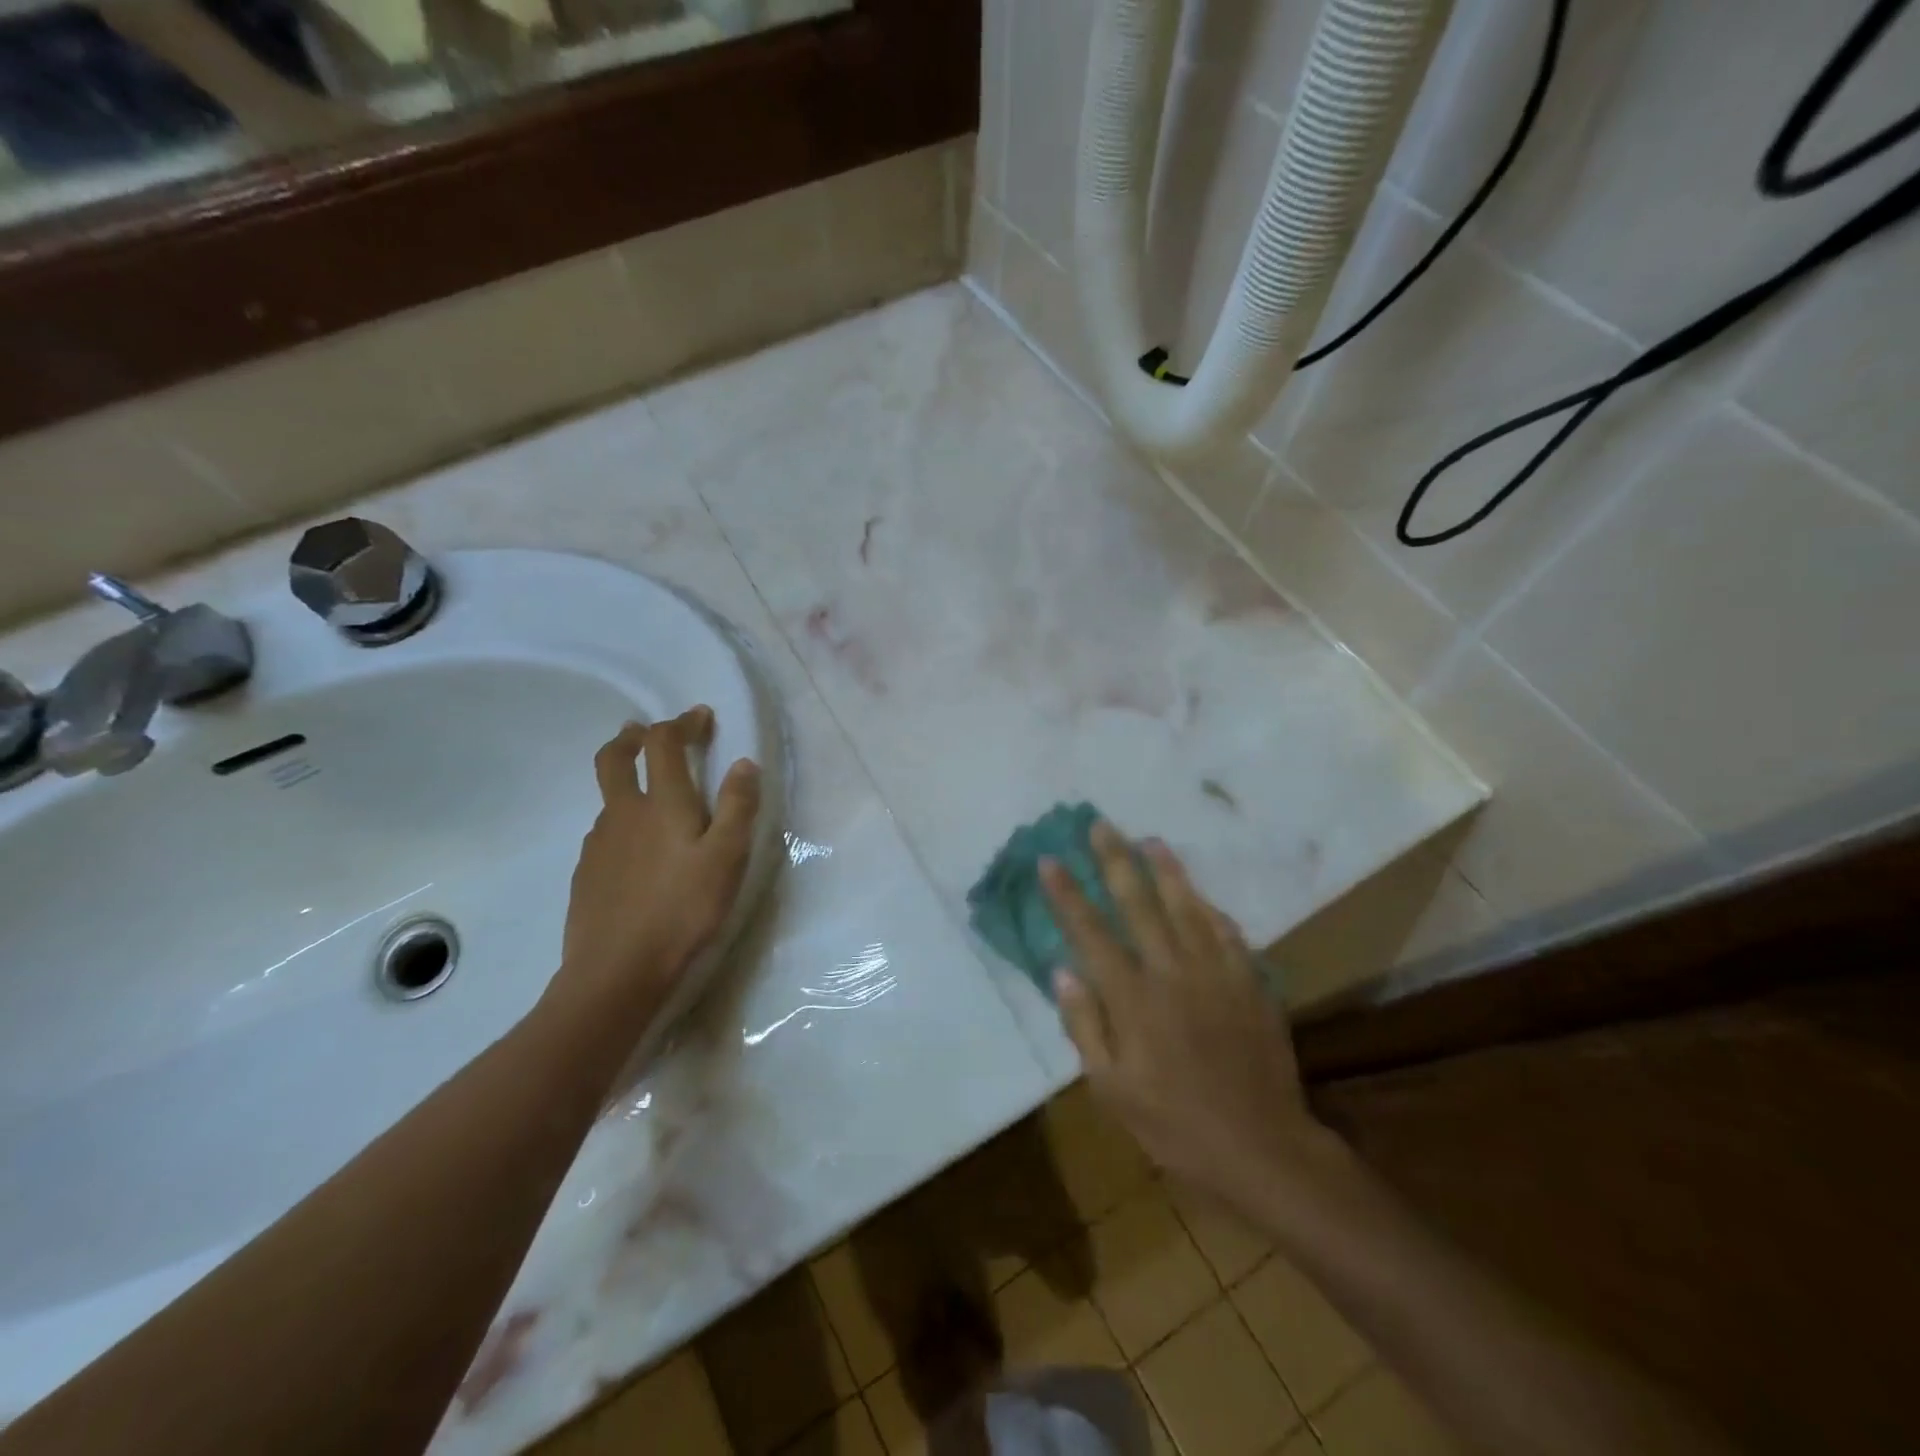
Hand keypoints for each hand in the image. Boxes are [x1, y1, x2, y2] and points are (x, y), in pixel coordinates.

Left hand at [550, 707, 760, 1026]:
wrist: (616, 973)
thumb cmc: (682, 911)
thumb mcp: (727, 859)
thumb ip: (739, 807)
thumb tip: (744, 763)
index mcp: (661, 804)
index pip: (664, 743)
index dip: (682, 723)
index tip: (701, 717)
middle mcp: (622, 814)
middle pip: (614, 758)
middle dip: (633, 737)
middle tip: (646, 732)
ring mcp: (598, 845)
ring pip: (609, 799)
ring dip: (628, 783)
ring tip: (652, 799)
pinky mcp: (586, 875)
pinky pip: (605, 834)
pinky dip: (622, 824)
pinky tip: (638, 852)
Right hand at [1041, 823, 1335, 1220]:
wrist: (1261, 1148)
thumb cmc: (1174, 1125)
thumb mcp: (1112, 1090)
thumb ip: (1085, 1026)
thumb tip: (1064, 972)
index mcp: (1133, 999)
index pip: (1091, 933)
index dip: (1067, 895)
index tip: (1050, 861)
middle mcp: (1172, 972)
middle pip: (1138, 903)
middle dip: (1115, 860)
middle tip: (1100, 824)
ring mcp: (1215, 973)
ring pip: (1186, 907)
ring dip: (1165, 870)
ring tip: (1149, 840)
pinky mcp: (1249, 983)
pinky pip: (1226, 933)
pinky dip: (1209, 909)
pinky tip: (1200, 896)